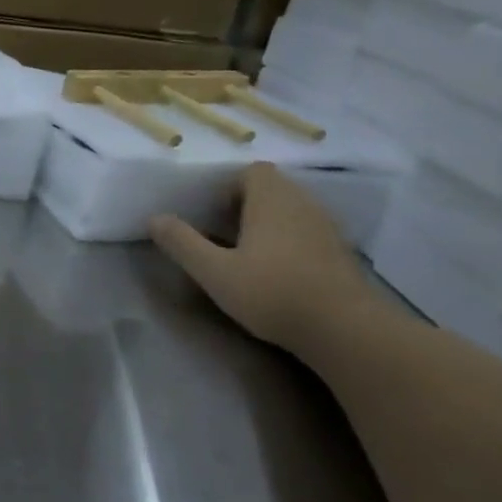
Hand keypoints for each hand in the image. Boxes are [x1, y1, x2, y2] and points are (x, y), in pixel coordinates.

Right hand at [150, 163, 378, 350]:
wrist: (346, 330)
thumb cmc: (272, 292)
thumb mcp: (213, 271)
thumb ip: (182, 242)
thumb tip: (155, 218)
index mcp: (272, 201)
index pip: (253, 171)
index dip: (228, 186)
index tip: (211, 215)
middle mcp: (304, 206)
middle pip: (272, 189)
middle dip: (243, 206)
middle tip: (220, 235)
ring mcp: (327, 229)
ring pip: (290, 211)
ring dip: (266, 224)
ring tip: (244, 254)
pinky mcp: (340, 254)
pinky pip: (306, 233)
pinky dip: (287, 242)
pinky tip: (274, 272)